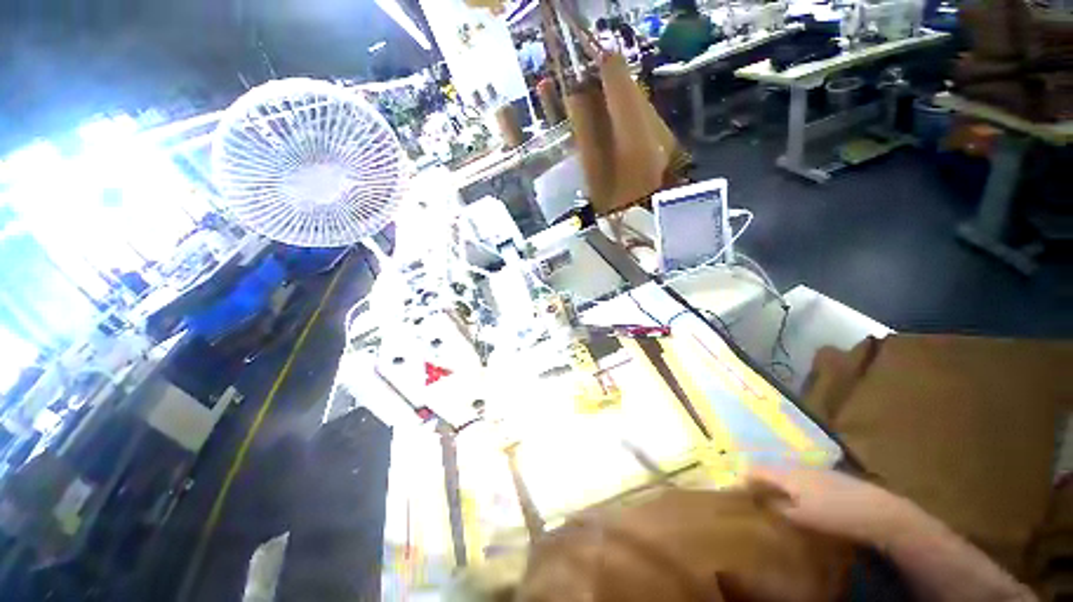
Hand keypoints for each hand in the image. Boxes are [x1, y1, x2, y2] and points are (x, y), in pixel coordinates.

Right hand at [748, 466, 920, 548]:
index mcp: (787, 474)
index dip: (745, 477)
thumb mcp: (803, 517)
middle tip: (750, 487)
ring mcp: (814, 468)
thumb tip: (762, 502)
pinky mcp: (828, 474)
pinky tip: (797, 492)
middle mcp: (797, 466)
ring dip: (775, 477)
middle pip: (771, 467)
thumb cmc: (835, 515)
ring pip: (786, 469)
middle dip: (759, 475)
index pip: (758, 470)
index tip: (735, 486)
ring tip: (770, 490)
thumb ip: (779, 508)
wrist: (877, 510)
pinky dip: (791, 481)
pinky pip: (800, 474)